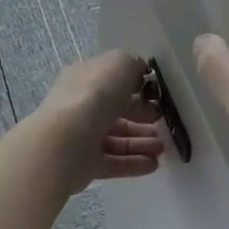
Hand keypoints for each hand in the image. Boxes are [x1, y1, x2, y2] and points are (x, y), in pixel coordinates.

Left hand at [32, 51, 165, 195]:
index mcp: (84, 79)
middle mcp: (80, 106)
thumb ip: (132, 65)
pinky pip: (114, 162)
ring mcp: (81, 137)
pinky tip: (154, 165)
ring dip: (141, 142)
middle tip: (162, 122)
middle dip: (142, 117)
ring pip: (116, 138)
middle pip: (115, 111)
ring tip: (162, 148)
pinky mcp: (85, 164)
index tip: (156, 95)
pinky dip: (134, 163)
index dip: (135, 87)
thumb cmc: (95, 95)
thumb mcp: (119, 64)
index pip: (110, 81)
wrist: (66, 141)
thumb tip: (139, 72)